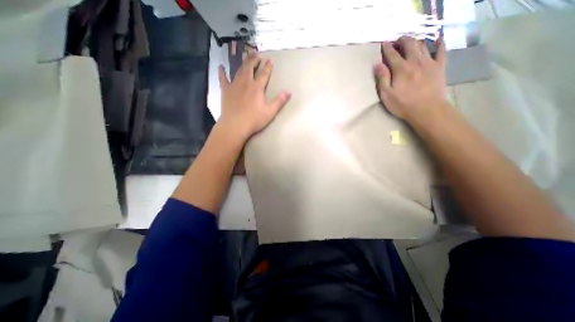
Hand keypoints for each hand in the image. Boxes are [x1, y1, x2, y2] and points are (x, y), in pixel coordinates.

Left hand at [217, 53, 292, 139]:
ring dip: (243, 63)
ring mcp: (234, 85)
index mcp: (257, 88)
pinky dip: (222, 72)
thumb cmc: (254, 119)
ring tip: (246, 57)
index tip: (270, 60)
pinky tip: (221, 67)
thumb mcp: (270, 112)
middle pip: (250, 68)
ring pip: (239, 70)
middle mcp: (246, 83)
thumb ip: (279, 101)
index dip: (268, 67)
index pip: (264, 74)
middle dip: (254, 60)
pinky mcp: (226, 90)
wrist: (235, 125)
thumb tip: (289, 92)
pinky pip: (223, 78)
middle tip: (257, 54)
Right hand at [373, 35, 448, 123]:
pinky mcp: (439, 66)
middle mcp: (415, 61)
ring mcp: (429, 62)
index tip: (383, 44)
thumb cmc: (403, 104)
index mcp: (400, 69)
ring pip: (422, 45)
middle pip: (409, 44)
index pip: (392, 54)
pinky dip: (439, 43)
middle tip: (397, 41)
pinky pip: (441, 51)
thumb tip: (377, 65)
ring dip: (415, 41)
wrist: (427, 110)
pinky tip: (437, 40)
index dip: (387, 48)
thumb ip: (382, 78)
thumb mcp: (386, 94)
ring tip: (410, 43)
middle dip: (402, 40)